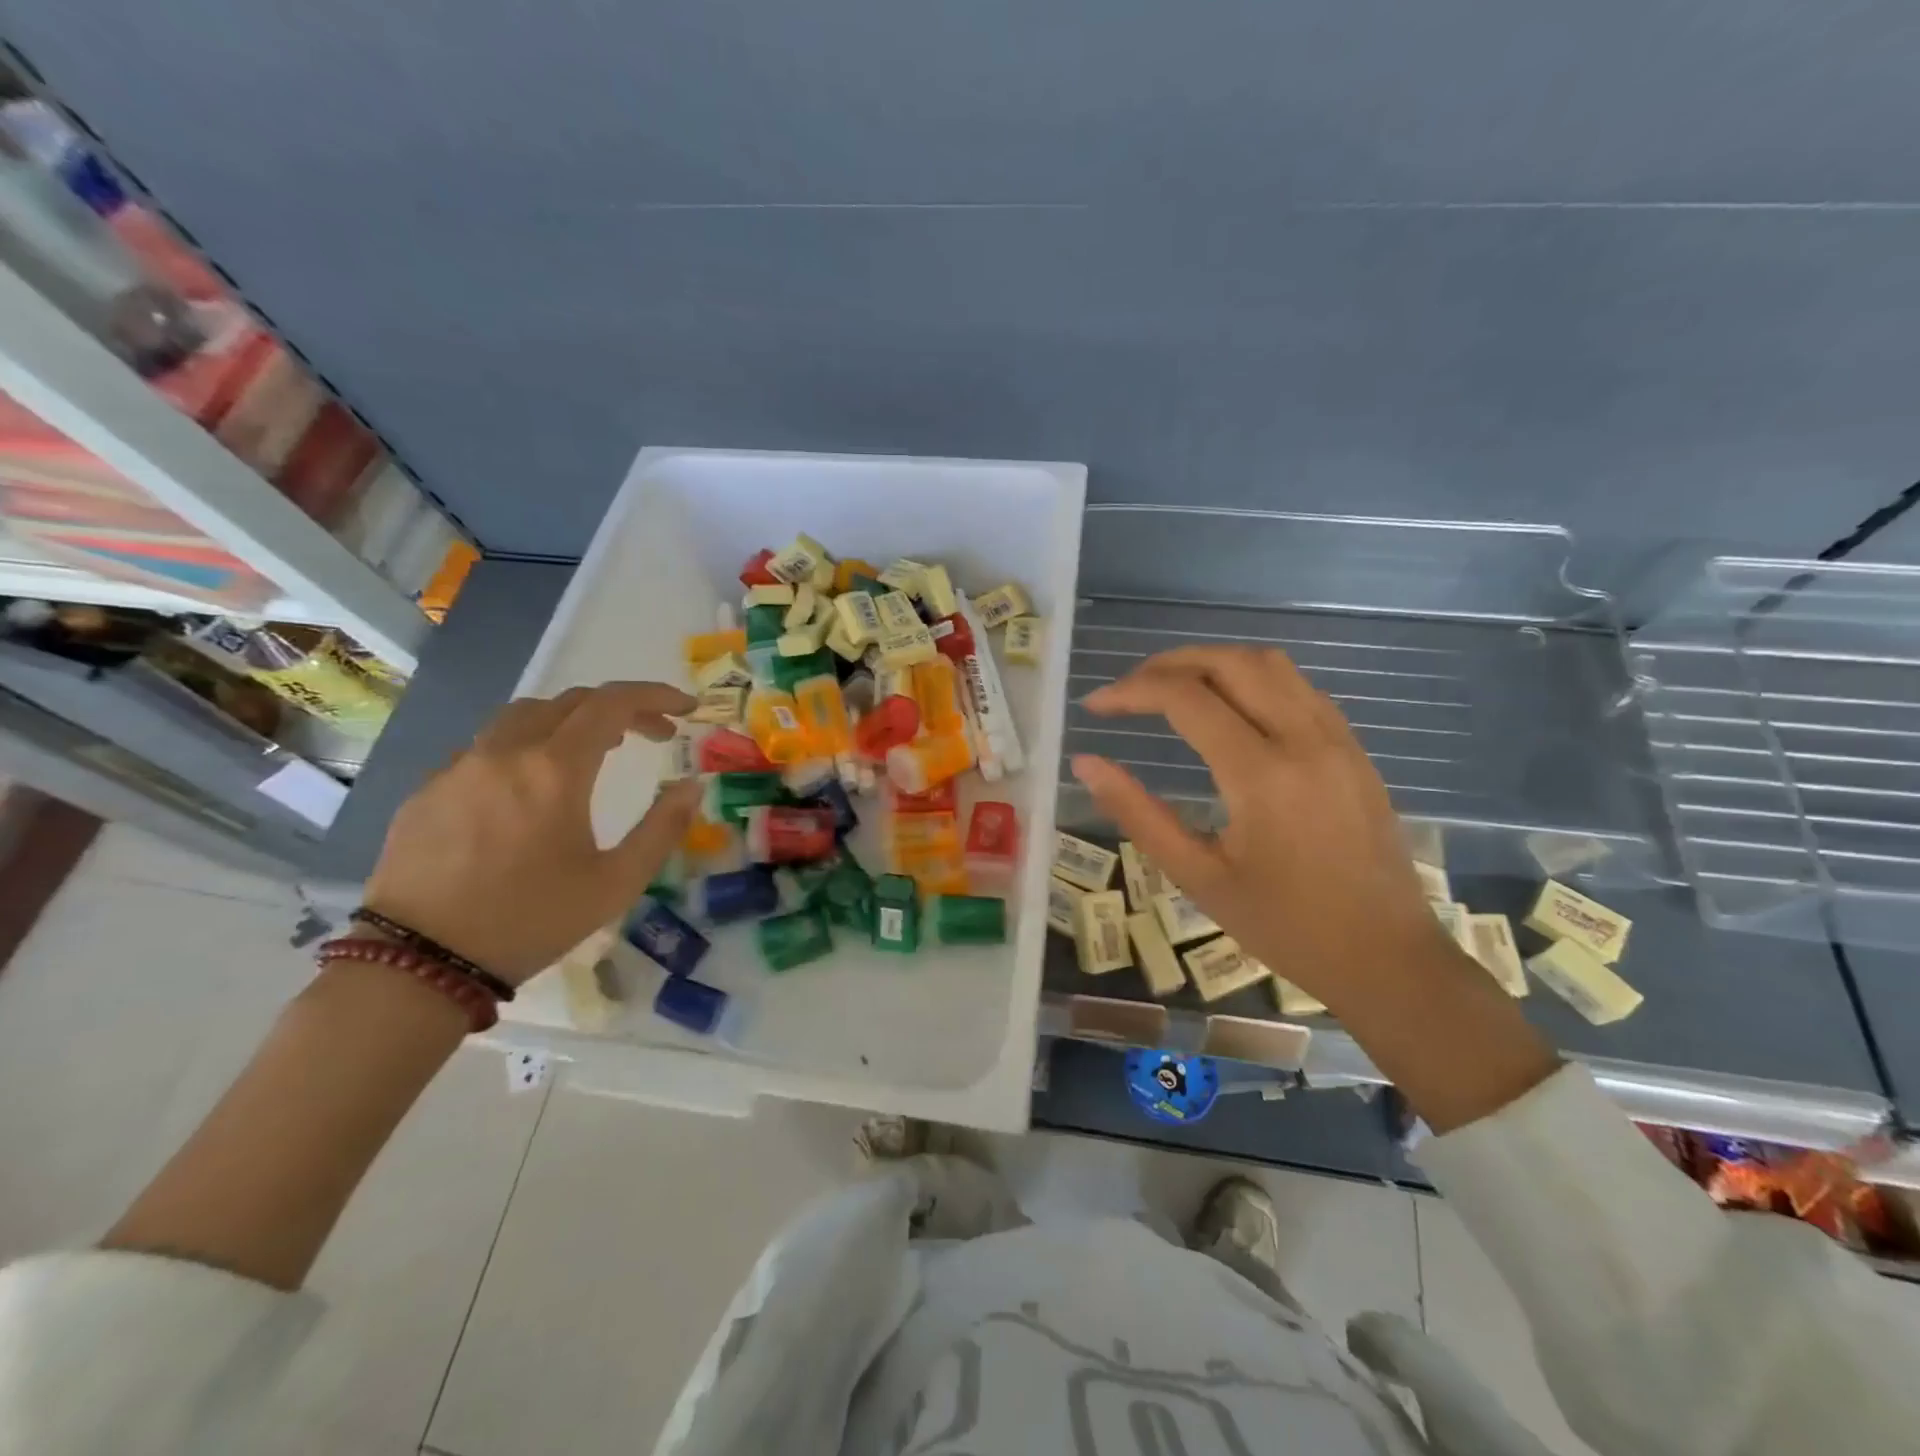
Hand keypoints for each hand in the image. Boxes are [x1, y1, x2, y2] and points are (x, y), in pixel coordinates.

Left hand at [363, 682, 702, 982]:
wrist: (419, 962)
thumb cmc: (531, 920)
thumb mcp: (617, 883)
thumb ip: (663, 827)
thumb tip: (693, 785)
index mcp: (556, 769)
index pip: (613, 704)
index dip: (655, 696)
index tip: (685, 708)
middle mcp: (506, 752)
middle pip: (570, 701)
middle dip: (621, 708)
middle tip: (653, 734)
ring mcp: (459, 767)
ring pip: (523, 716)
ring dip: (570, 720)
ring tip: (595, 750)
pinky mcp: (428, 790)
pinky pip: (486, 748)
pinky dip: (526, 748)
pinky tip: (532, 788)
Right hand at [1071, 646, 1460, 1008]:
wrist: (1387, 958)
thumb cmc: (1285, 927)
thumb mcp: (1198, 877)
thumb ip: (1138, 813)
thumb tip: (1085, 764)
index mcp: (1262, 775)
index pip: (1186, 699)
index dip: (1132, 691)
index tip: (1096, 706)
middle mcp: (1304, 739)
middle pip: (1230, 662)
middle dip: (1169, 664)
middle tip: (1129, 689)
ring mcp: (1337, 739)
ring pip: (1270, 664)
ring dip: (1212, 663)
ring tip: (1172, 689)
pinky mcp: (1354, 748)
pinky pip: (1298, 687)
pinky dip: (1251, 679)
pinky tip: (1229, 709)